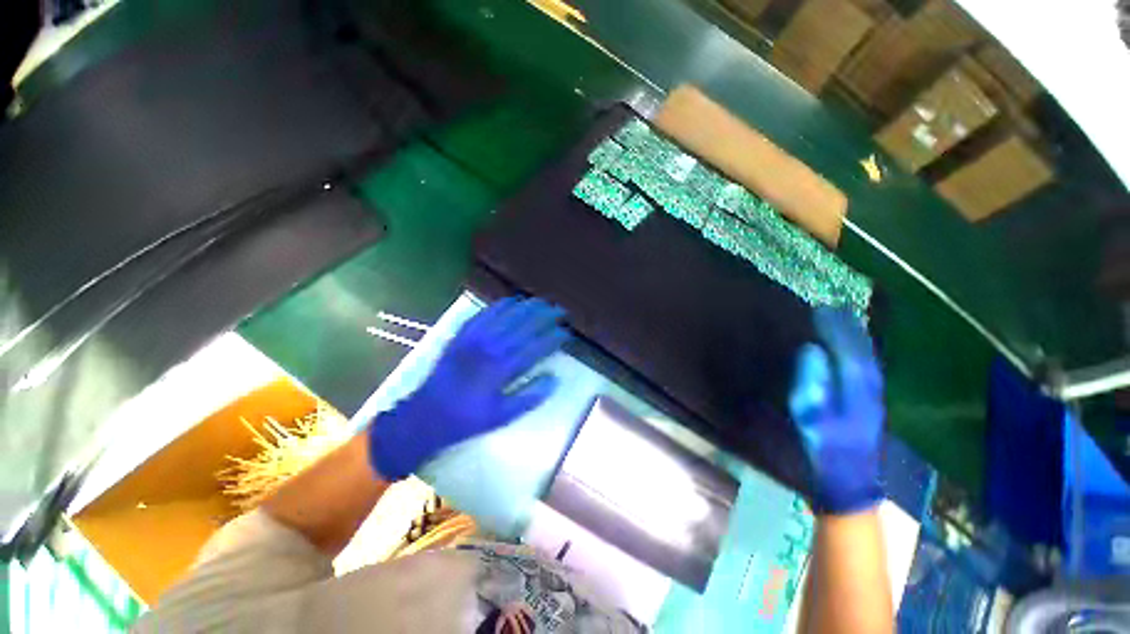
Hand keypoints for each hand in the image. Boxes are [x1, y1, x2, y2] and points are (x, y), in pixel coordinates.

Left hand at [368, 297, 569, 480]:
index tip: (567, 332)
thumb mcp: (502, 416)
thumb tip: (554, 379)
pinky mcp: (462, 334)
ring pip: (507, 314)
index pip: (537, 347)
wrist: (426, 415)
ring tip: (543, 301)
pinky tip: (512, 300)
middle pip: (525, 325)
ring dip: (527, 306)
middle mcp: (491, 348)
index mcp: (503, 369)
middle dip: (546, 315)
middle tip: (560, 311)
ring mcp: (475, 337)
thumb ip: (530, 397)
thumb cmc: (467, 419)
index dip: (554, 337)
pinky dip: (501, 304)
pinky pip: (485, 313)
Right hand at [789, 307, 884, 514]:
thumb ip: (813, 382)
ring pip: (867, 360)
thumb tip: (811, 349)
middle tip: (834, 308)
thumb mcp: (813, 417)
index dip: (837, 328)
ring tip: (843, 322)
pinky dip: (858, 355)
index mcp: (857, 389)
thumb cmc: (825, 449)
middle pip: (863, 351)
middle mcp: (870, 388)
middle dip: (849, 329)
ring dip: (856, 339)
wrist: (848, 484)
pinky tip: (851, 352)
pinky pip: (865, 370)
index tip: (823, 308)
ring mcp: (872, 398)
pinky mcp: (868, 407)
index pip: (849, 350)